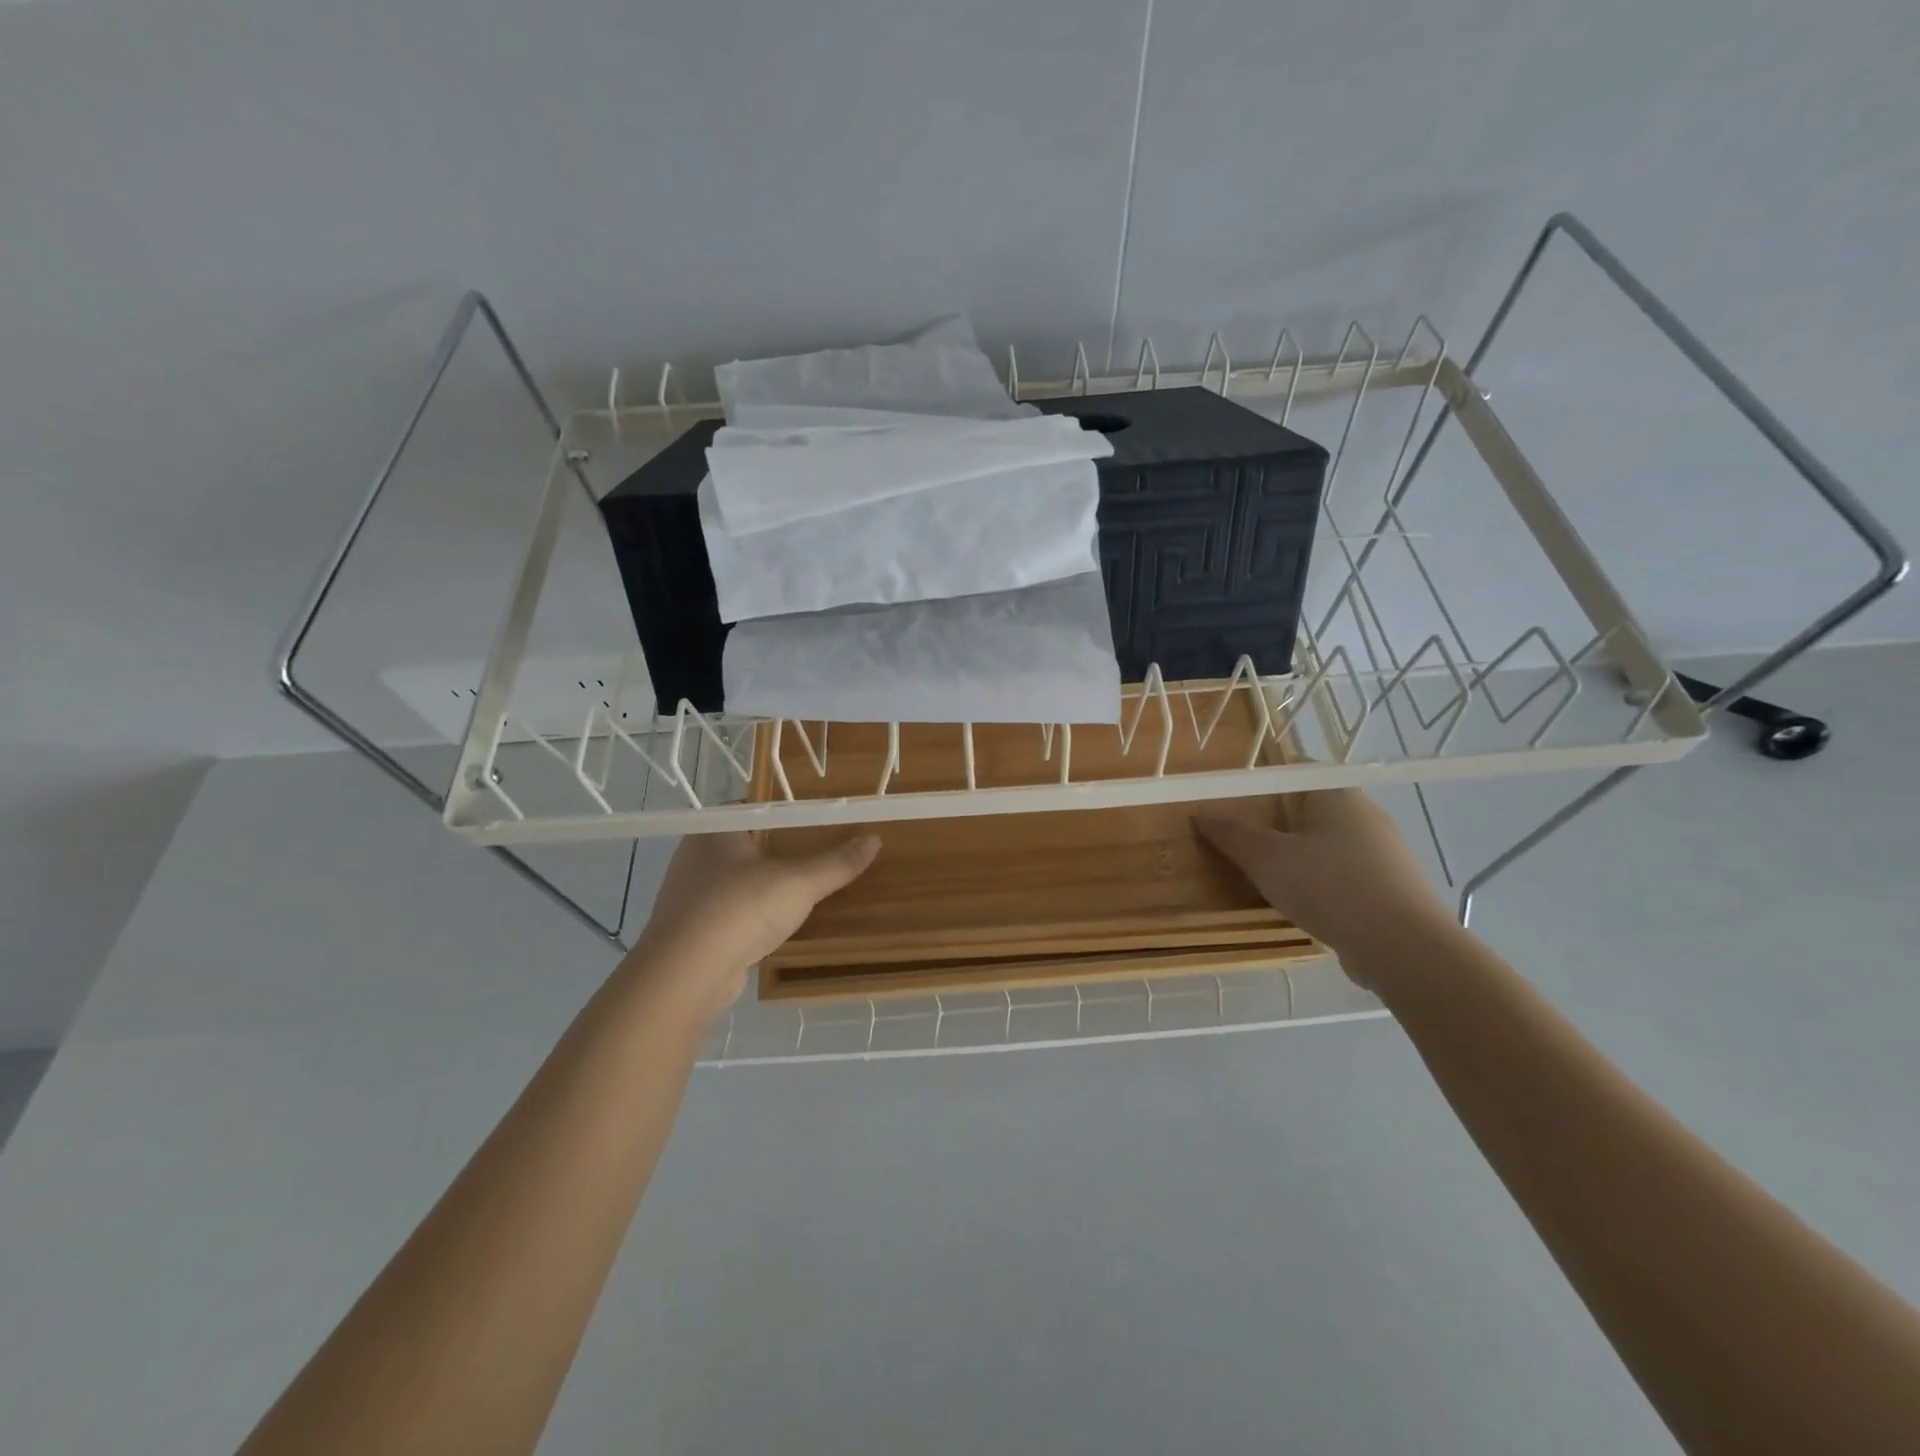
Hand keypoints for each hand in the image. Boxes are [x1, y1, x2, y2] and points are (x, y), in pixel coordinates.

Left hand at [627, 831, 879, 1018]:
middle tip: (821, 851)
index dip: (788, 812)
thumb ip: (836, 863)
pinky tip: (779, 924)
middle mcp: (696, 855)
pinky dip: (754, 915)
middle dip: (782, 849)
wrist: (684, 977)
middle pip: (749, 843)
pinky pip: (731, 912)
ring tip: (806, 888)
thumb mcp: (798, 883)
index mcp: (716, 830)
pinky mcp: (693, 930)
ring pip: (739, 880)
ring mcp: (690, 894)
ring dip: (767, 885)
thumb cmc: (739, 910)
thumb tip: (874, 839)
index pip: (755, 807)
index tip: (819, 819)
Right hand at [1195, 790, 1456, 980]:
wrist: (1405, 950)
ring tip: (1261, 875)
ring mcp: (1382, 853)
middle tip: (1237, 839)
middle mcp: (1364, 815)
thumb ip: (1232, 834)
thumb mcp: (1267, 859)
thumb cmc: (1330, 887)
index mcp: (1336, 795)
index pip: (1294, 771)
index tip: (1230, 800)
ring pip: (1324, 844)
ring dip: (1294, 856)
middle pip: (1307, 808)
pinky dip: (1317, 882)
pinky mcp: (1389, 888)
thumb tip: (1202, 812)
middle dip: (1272, 822)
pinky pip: (1341, 874)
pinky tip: (1299, 904)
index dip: (1259, 782)